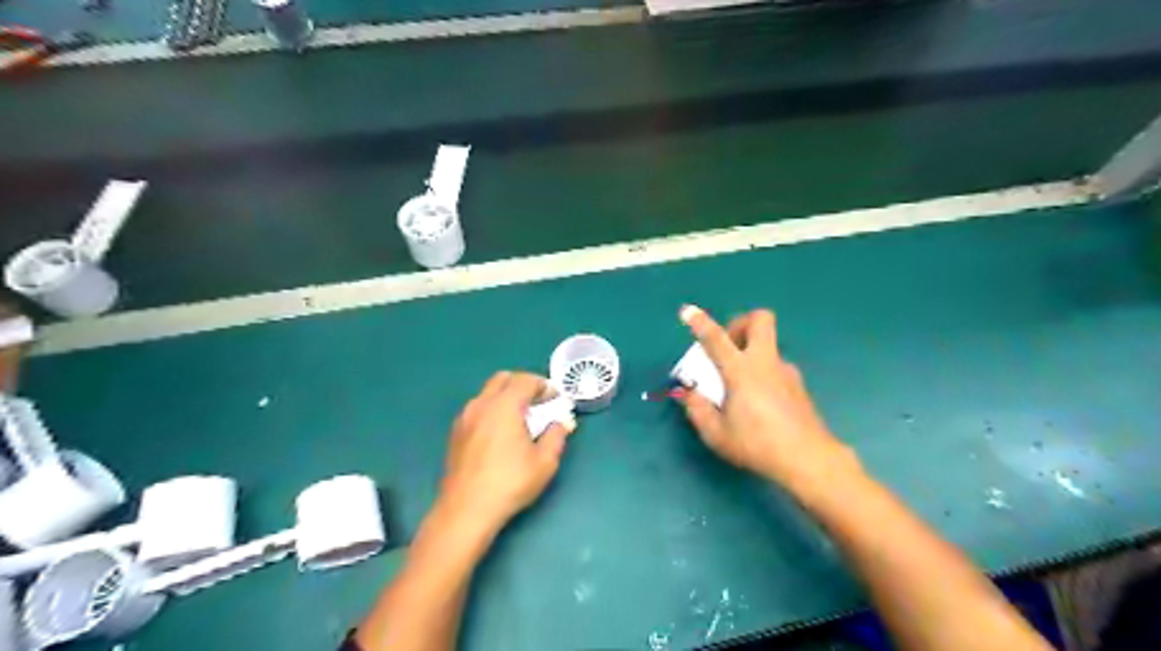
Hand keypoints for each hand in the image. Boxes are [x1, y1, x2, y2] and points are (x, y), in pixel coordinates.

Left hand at [439, 373, 576, 535]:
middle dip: (522, 384)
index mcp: (504, 406)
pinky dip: (492, 410)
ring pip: (487, 393)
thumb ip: (556, 436)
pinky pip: (477, 409)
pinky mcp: (456, 433)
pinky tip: (500, 433)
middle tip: (538, 402)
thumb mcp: (544, 462)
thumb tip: (562, 423)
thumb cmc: (510, 483)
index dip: (543, 385)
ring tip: (520, 419)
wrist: (466, 509)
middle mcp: (481, 405)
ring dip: (505, 396)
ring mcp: (465, 418)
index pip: (525, 380)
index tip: (554, 398)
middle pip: (502, 379)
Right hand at [678, 308, 854, 490]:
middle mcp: (765, 362)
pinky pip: (775, 367)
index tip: (687, 310)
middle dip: (740, 324)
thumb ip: (697, 409)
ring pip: (767, 345)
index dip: (700, 322)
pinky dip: (762, 372)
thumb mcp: (717, 433)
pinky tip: (758, 401)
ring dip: (750, 352)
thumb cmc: (757, 445)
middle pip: (759, 320)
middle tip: (727, 346)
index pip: (716, 338)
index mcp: (741, 371)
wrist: (808, 458)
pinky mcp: (798, 385)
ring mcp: (786, 371)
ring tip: (738, 386)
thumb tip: (687, 392)